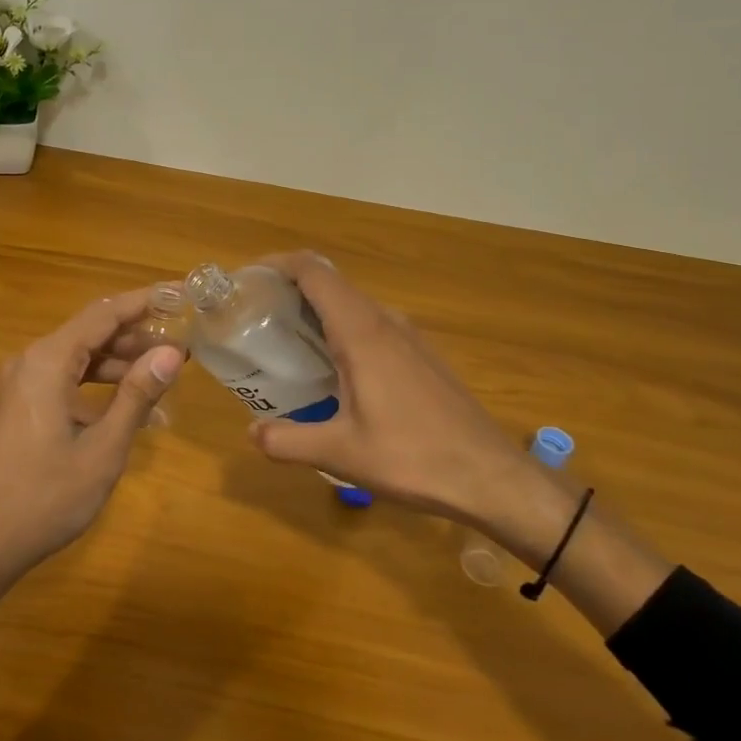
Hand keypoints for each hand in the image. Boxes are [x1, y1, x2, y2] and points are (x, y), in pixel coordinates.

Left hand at [0, 287, 184, 587]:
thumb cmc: (44, 498)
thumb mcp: (102, 450)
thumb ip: (137, 396)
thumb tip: (173, 353)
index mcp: (47, 361)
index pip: (104, 313)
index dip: (145, 301)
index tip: (182, 293)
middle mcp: (29, 362)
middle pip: (90, 333)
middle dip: (136, 337)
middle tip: (183, 344)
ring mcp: (19, 386)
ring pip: (77, 359)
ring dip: (118, 365)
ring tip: (164, 376)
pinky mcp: (18, 408)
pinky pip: (63, 383)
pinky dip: (96, 389)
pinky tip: (128, 410)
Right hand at [248, 252, 543, 529]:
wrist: (491, 477)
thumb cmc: (412, 457)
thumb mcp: (339, 453)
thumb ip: (286, 440)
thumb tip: (251, 433)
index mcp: (361, 332)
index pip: (314, 272)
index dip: (278, 264)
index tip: (248, 279)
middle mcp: (386, 322)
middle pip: (332, 284)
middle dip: (290, 289)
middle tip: (256, 315)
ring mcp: (409, 337)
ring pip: (354, 305)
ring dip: (317, 310)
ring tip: (286, 340)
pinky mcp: (422, 357)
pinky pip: (372, 325)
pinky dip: (342, 329)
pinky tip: (332, 369)